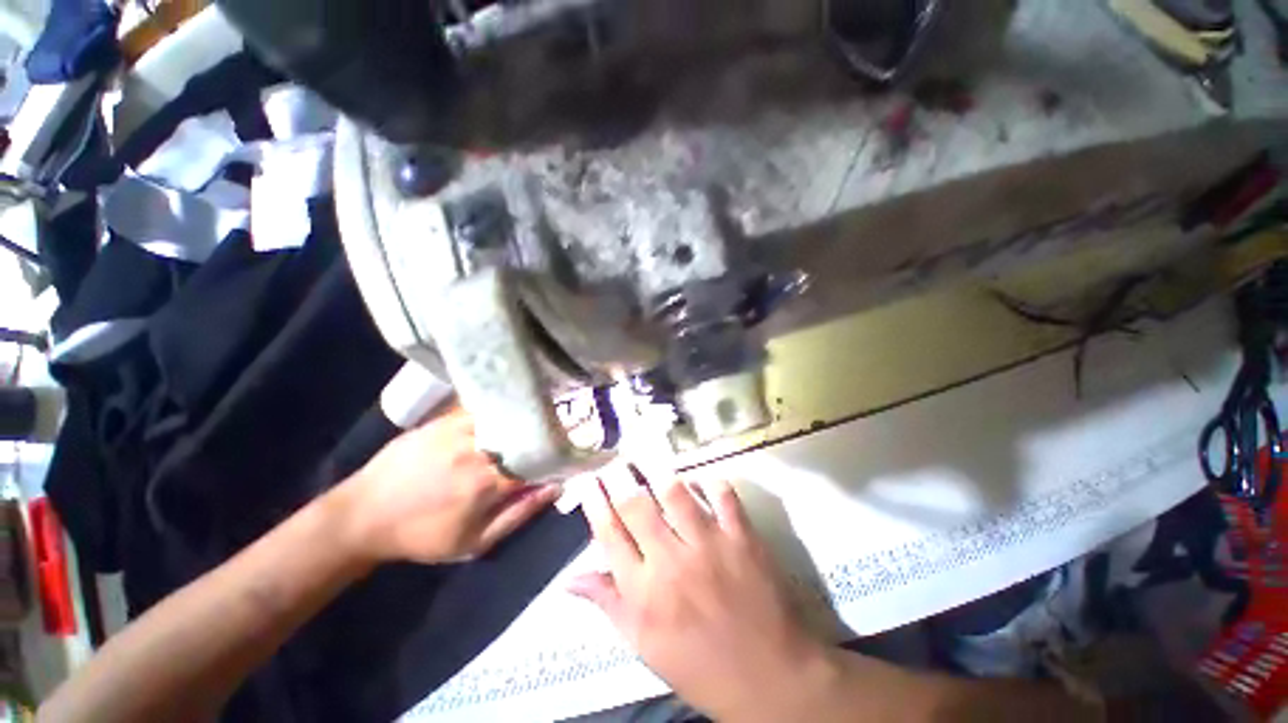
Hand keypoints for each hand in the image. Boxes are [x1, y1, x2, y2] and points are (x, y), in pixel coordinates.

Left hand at [335, 408, 560, 564]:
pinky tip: (505, 413)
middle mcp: (477, 450)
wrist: (362, 516)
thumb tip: (556, 487)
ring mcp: (458, 430)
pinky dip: (498, 412)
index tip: (569, 451)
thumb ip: (520, 514)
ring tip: (536, 419)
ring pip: (505, 417)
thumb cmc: (422, 536)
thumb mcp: (474, 542)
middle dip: (544, 431)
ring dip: (522, 419)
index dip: (557, 453)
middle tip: (559, 430)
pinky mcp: (441, 420)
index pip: (539, 459)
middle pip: (525, 432)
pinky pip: (480, 410)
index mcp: (488, 482)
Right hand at [570, 472, 836, 721]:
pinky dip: (708, 480)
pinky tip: (698, 479)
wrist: (771, 679)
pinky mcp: (742, 536)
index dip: (595, 502)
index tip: (588, 481)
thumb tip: (571, 580)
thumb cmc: (701, 667)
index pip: (609, 534)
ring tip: (647, 460)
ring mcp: (709, 545)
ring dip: (657, 472)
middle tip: (614, 462)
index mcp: (643, 593)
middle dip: (619, 477)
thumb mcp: (645, 646)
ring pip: (674, 492)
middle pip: (636, 504)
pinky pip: (722, 494)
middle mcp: (671, 562)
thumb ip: (609, 605)